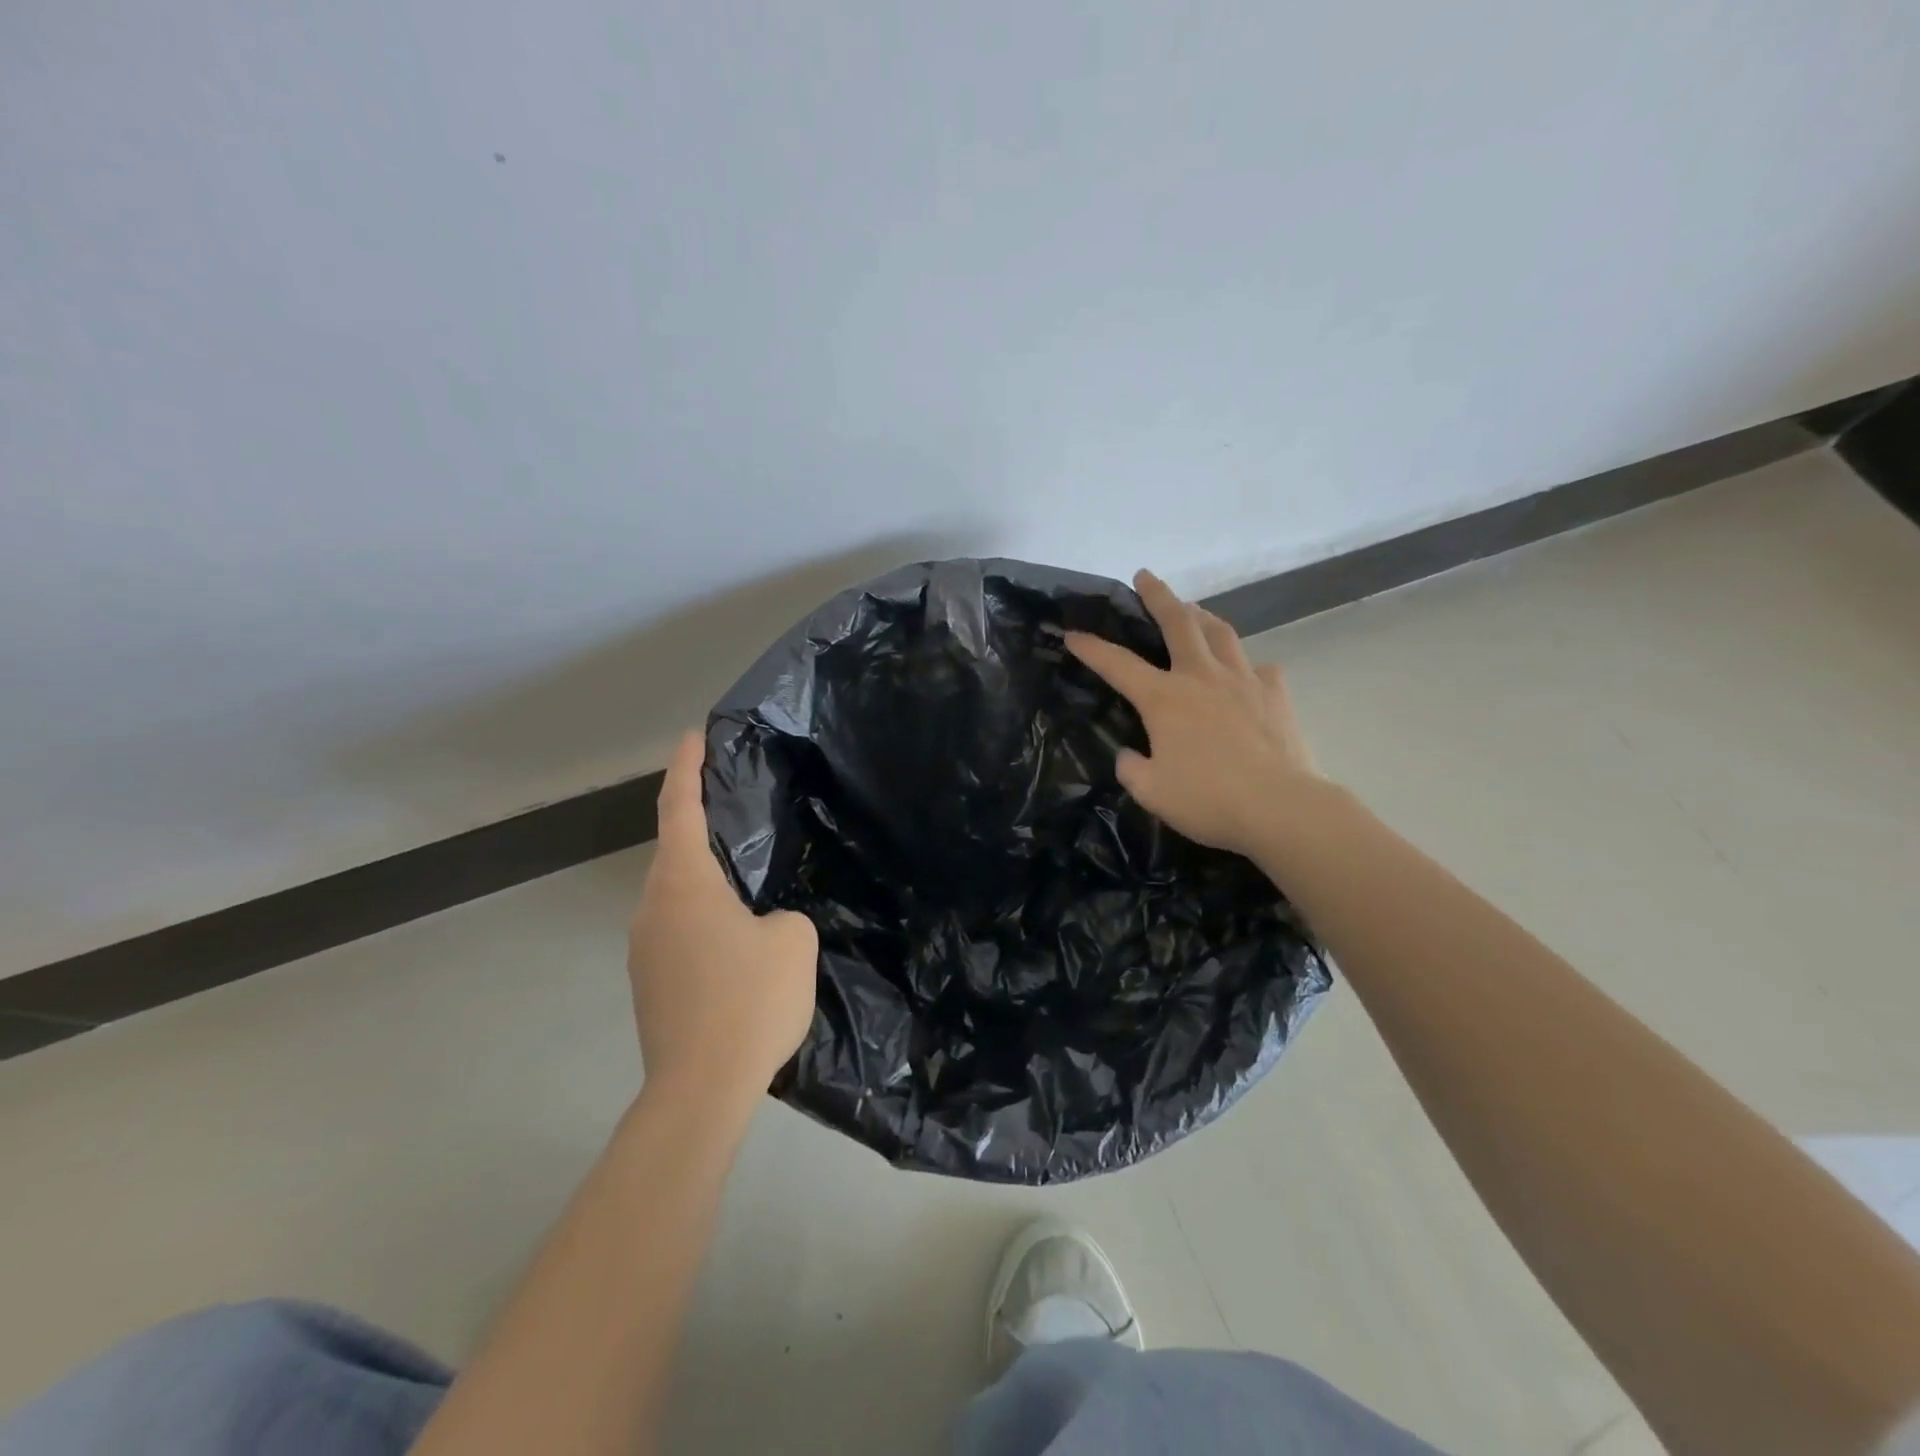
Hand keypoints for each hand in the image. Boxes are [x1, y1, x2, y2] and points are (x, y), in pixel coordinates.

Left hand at [628, 732, 818, 1103]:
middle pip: (674, 850)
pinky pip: (677, 928)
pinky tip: (736, 940)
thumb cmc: (749, 1001)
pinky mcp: (649, 982)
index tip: (693, 736)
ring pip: (676, 894)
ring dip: (705, 878)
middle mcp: (652, 907)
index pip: (680, 807)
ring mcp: (644, 948)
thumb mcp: (794, 942)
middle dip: (700, 823)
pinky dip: (703, 916)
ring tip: (746, 880)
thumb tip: (765, 924)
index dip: (687, 766)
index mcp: (684, 884)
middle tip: (737, 807)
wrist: (699, 1091)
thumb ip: (783, 915)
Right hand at [1065, 569, 1319, 858]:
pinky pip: (1258, 668)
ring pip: (1220, 633)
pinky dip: (1245, 664)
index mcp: (1164, 698)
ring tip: (1193, 610)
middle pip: (1178, 622)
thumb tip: (1130, 754)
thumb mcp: (1151, 791)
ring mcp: (1243, 680)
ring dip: (1202, 616)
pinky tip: (1244, 672)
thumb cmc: (1207, 799)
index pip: (1118, 664)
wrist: (1279, 806)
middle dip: (1158, 595)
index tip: (1072, 634)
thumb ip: (1132, 768)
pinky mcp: (1275, 694)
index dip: (1091, 648)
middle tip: (1145, 576)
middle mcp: (1201, 677)